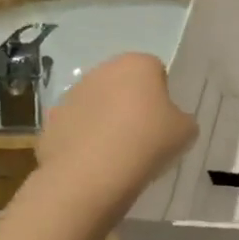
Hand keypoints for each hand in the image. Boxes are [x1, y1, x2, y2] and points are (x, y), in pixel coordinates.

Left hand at [35, 54, 196, 211]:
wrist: (91, 174)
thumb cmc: (147, 142)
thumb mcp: (186, 132)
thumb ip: (181, 119)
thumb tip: (169, 121)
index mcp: (137, 64)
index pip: (156, 70)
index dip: (163, 95)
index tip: (165, 120)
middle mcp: (102, 70)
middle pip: (124, 84)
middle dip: (132, 104)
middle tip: (144, 135)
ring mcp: (72, 95)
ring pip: (98, 104)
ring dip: (107, 120)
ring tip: (119, 153)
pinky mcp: (52, 121)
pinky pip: (78, 128)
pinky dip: (86, 140)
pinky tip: (96, 162)